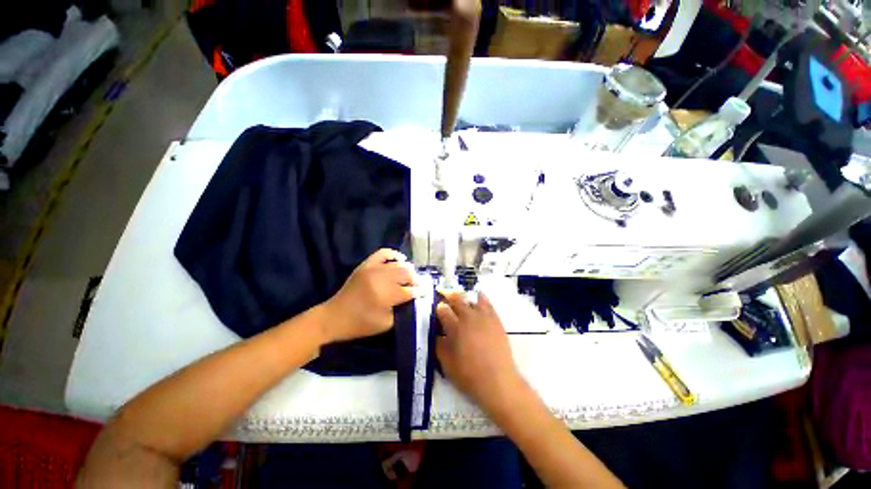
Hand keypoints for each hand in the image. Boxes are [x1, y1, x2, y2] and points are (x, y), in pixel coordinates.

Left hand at [320, 249, 415, 343]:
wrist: (335, 317)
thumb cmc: (361, 324)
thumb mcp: (386, 324)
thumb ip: (403, 311)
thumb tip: (414, 299)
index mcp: (387, 295)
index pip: (410, 290)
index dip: (420, 291)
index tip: (426, 291)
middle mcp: (381, 279)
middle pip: (407, 274)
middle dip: (416, 279)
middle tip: (419, 285)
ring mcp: (373, 269)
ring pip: (398, 264)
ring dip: (408, 269)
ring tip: (410, 276)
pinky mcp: (366, 265)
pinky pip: (383, 253)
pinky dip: (394, 254)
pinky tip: (400, 260)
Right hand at [435, 292, 525, 415]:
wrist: (498, 381)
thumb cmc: (469, 375)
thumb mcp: (447, 364)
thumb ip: (439, 346)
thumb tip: (436, 334)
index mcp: (454, 327)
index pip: (443, 310)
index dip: (438, 307)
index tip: (437, 308)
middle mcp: (468, 318)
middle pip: (457, 300)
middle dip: (449, 295)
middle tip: (445, 294)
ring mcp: (483, 317)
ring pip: (472, 300)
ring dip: (464, 297)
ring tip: (461, 297)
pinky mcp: (496, 320)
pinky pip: (488, 304)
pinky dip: (482, 298)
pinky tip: (479, 296)